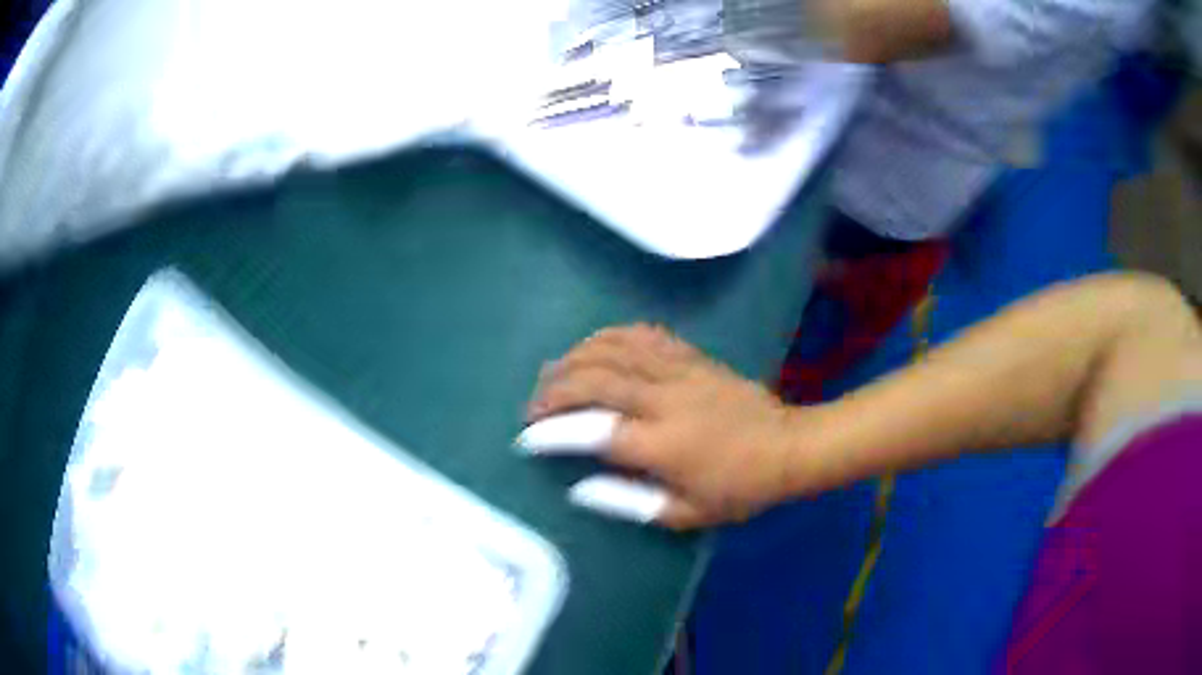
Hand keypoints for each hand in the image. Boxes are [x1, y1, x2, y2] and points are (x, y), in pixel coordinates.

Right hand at [528, 325, 805, 529]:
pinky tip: (592, 346)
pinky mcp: (690, 355)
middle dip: (552, 391)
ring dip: (573, 359)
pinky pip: (641, 334)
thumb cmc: (738, 489)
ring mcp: (679, 369)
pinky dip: (609, 336)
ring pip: (612, 349)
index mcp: (665, 444)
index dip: (553, 433)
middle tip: (531, 407)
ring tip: (550, 375)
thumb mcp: (686, 513)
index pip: (593, 430)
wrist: (787, 446)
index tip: (527, 439)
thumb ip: (628, 502)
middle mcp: (666, 399)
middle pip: (595, 380)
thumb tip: (578, 488)